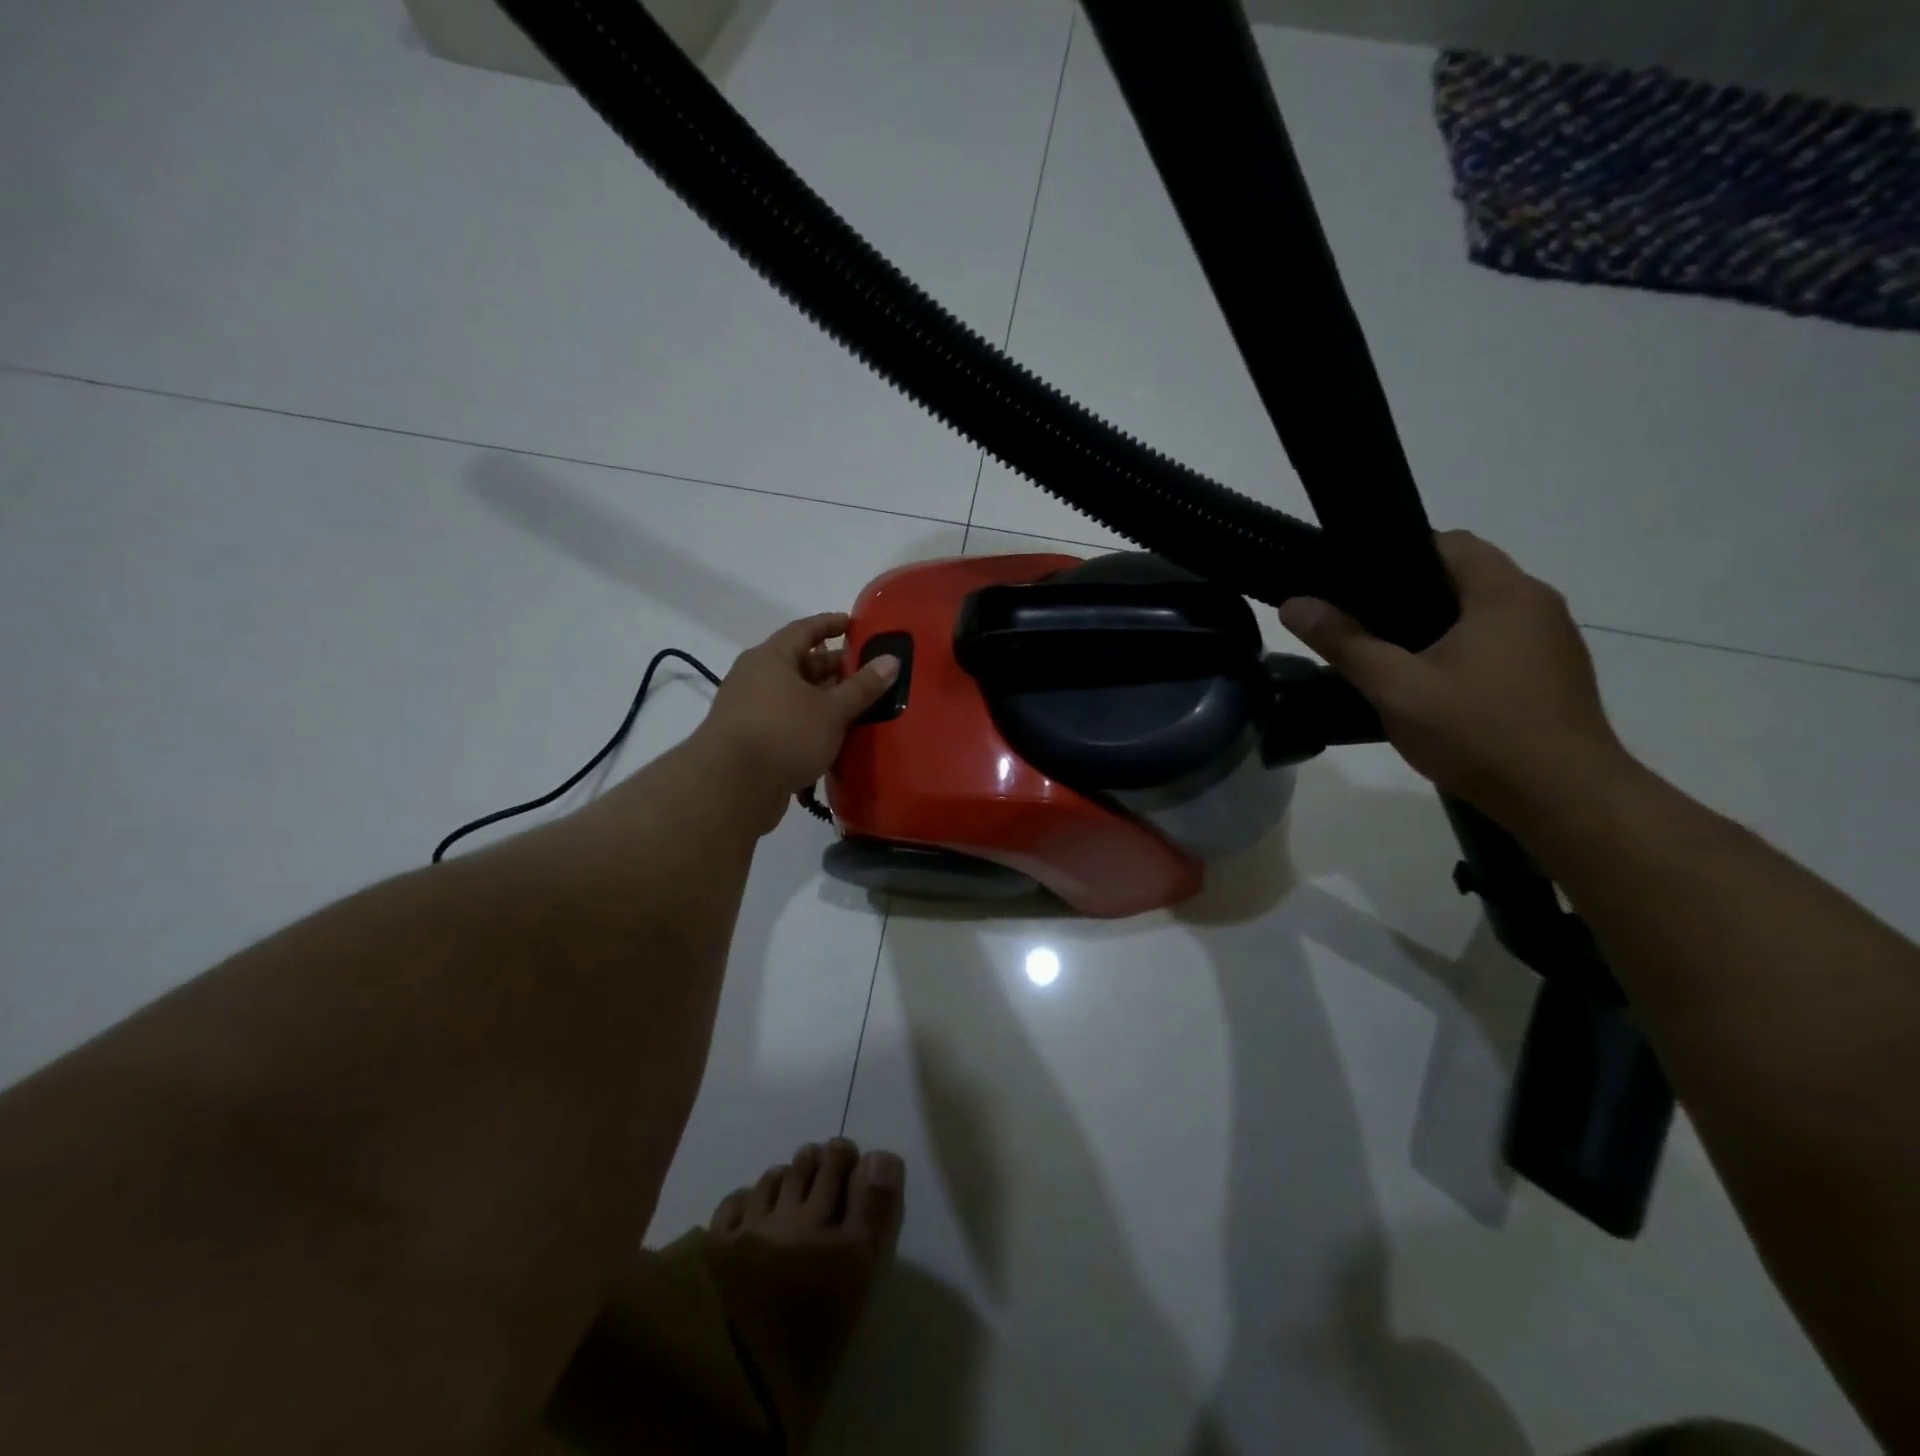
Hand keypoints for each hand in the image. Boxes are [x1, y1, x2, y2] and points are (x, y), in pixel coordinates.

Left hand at [695, 614, 898, 830]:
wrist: (732, 787)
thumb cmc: (785, 733)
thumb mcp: (832, 709)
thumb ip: (862, 686)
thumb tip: (892, 660)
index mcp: (771, 657)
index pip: (805, 630)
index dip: (831, 625)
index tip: (856, 624)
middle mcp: (755, 677)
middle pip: (800, 664)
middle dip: (833, 668)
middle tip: (867, 674)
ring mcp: (749, 711)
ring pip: (794, 697)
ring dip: (823, 701)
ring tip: (858, 708)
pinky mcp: (751, 742)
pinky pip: (787, 723)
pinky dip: (810, 725)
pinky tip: (833, 738)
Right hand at [1279, 532, 1630, 818]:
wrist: (1565, 800)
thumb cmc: (1479, 733)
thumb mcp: (1396, 688)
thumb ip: (1344, 642)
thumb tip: (1294, 605)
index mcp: (1504, 593)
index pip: (1449, 543)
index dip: (1397, 556)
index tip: (1356, 586)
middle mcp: (1536, 604)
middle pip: (1463, 577)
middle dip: (1409, 596)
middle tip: (1361, 626)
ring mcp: (1551, 641)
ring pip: (1480, 613)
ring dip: (1436, 627)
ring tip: (1389, 659)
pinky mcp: (1553, 674)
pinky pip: (1498, 643)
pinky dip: (1462, 651)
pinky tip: (1434, 689)